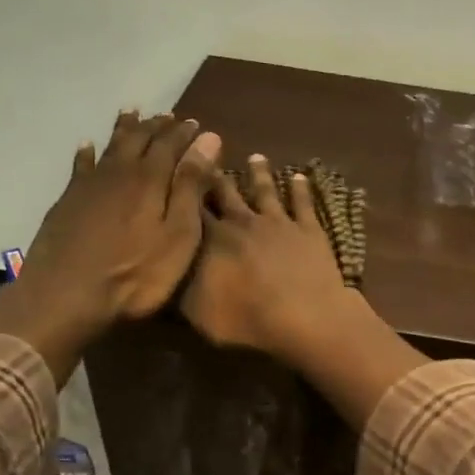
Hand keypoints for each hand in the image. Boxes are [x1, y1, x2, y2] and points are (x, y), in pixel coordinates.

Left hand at [0, 110, 220, 382]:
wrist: (67, 295)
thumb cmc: (136, 273)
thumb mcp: (178, 234)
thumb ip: (191, 186)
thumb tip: (208, 139)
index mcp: (150, 179)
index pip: (171, 145)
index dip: (185, 134)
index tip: (197, 124)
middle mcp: (119, 173)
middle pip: (139, 140)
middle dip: (156, 127)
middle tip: (168, 116)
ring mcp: (89, 186)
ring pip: (110, 147)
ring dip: (124, 130)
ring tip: (132, 114)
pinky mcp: (68, 202)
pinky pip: (80, 167)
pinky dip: (87, 154)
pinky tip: (87, 147)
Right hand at [180, 155, 358, 362]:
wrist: (305, 316)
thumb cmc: (248, 319)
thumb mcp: (199, 313)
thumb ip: (181, 289)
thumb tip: (165, 270)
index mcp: (212, 238)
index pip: (191, 208)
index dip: (182, 191)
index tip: (175, 173)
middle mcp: (243, 221)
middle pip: (226, 192)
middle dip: (216, 175)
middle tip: (210, 155)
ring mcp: (278, 222)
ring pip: (265, 190)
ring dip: (260, 173)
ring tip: (256, 156)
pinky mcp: (309, 229)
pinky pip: (303, 203)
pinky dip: (301, 188)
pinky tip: (300, 176)